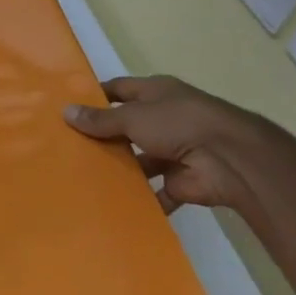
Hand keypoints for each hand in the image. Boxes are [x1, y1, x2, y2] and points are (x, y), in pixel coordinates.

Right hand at [63, 75, 279, 214]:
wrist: (229, 159)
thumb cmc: (178, 123)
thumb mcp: (133, 116)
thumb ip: (101, 119)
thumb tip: (66, 112)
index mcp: (156, 93)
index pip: (119, 90)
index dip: (96, 97)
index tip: (68, 108)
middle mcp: (164, 118)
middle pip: (127, 127)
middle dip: (104, 137)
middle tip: (68, 148)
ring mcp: (173, 151)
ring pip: (139, 160)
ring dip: (120, 169)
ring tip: (83, 178)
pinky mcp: (180, 181)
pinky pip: (155, 192)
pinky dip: (140, 200)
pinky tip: (112, 205)